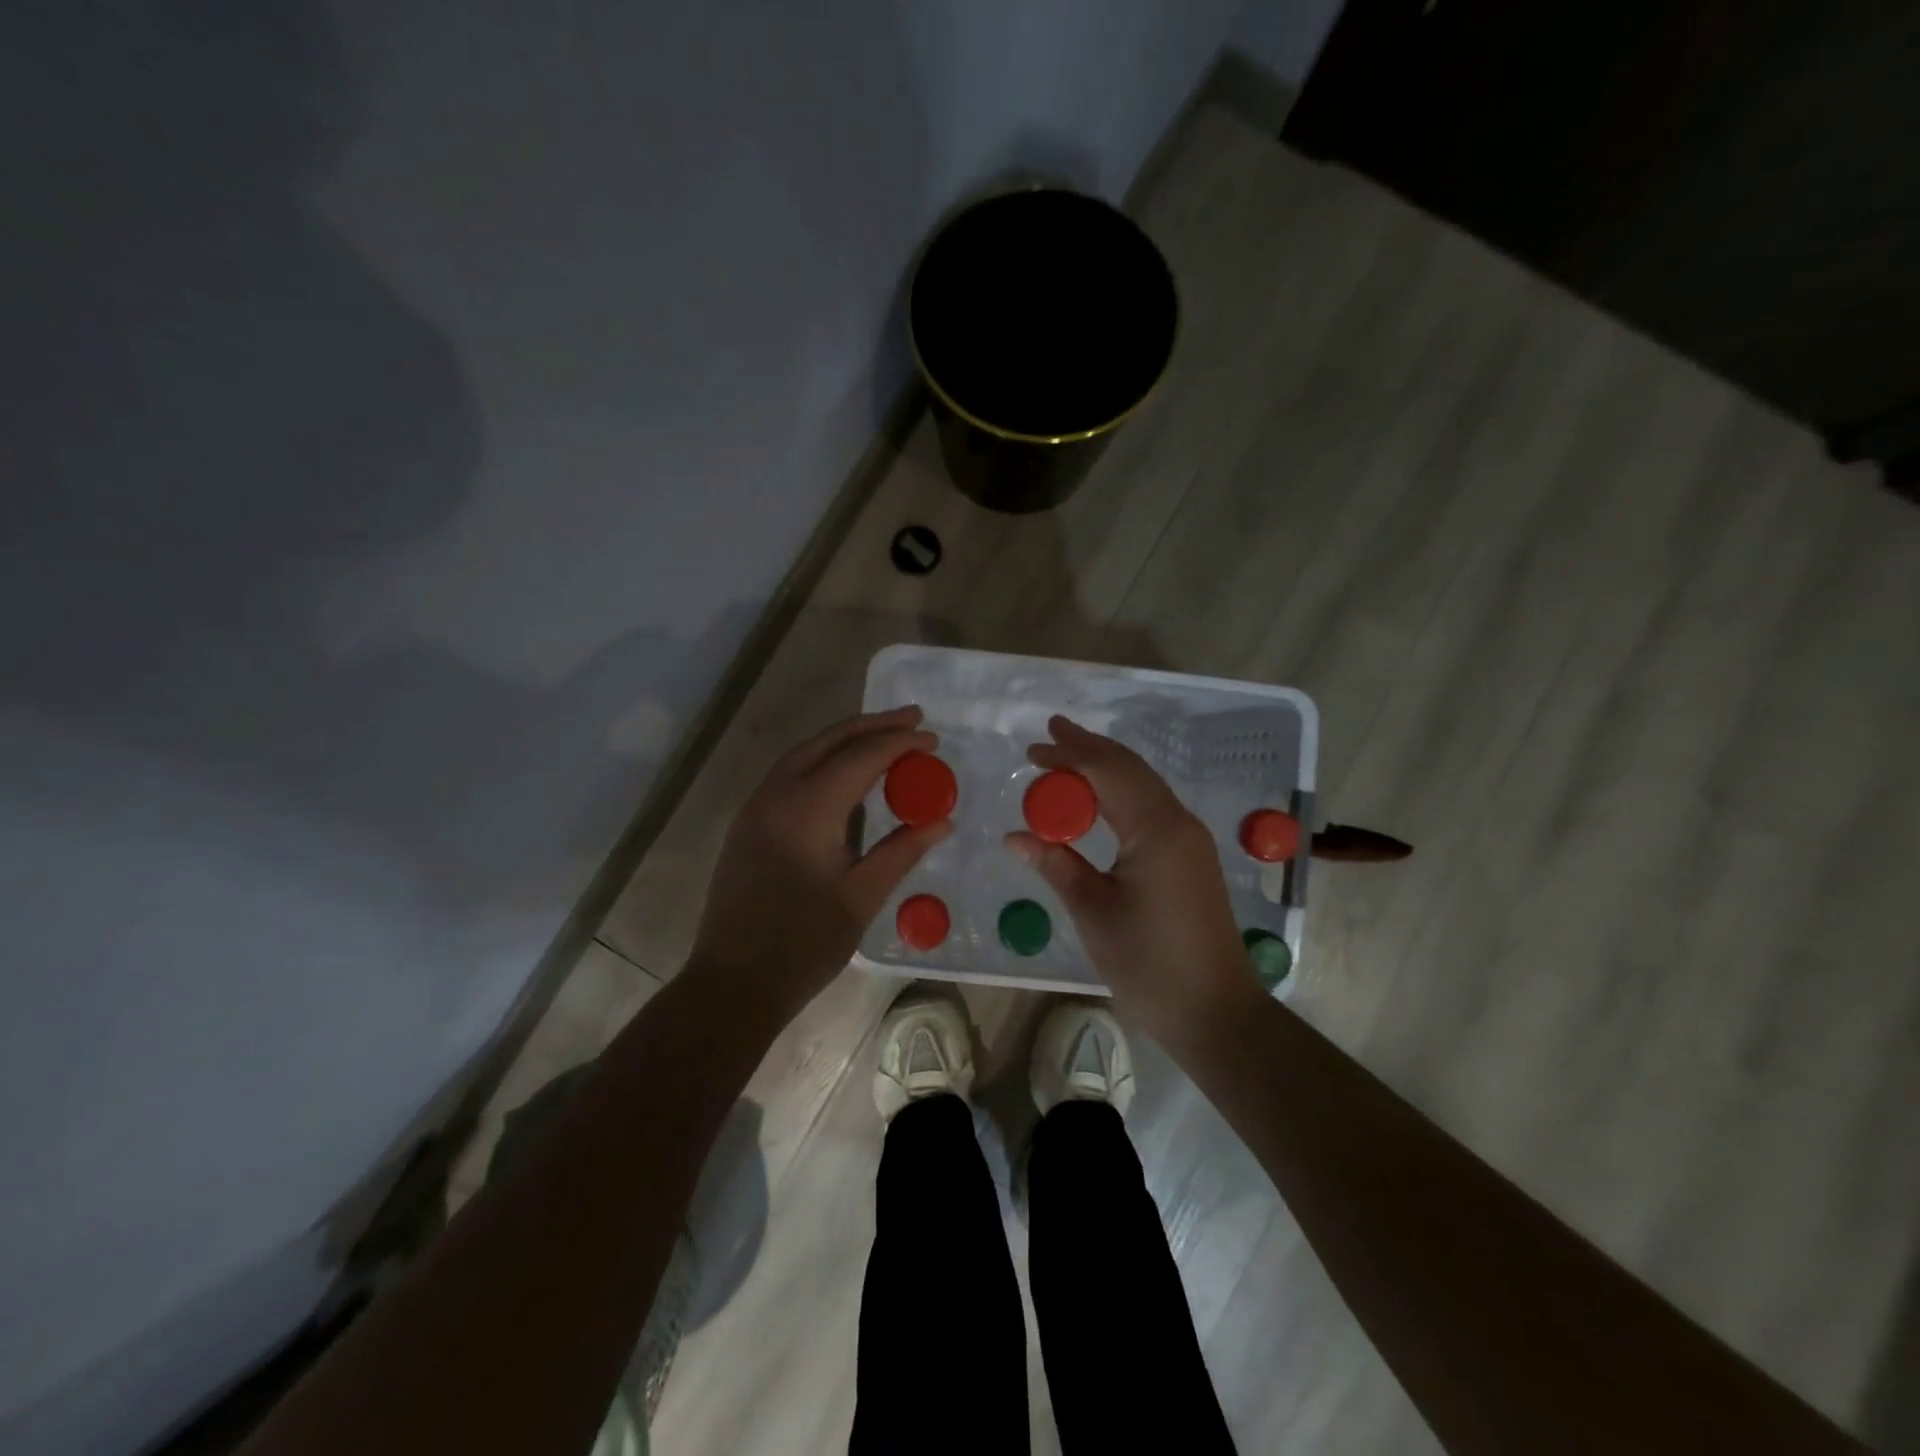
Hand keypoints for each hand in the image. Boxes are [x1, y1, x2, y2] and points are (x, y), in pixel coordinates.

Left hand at [689, 706, 950, 1025]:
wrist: (733, 982)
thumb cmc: (803, 944)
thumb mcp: (862, 898)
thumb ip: (902, 850)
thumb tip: (942, 820)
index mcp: (808, 809)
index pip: (861, 757)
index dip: (900, 743)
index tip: (934, 739)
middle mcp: (777, 794)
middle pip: (829, 740)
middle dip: (873, 725)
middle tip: (913, 718)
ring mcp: (756, 806)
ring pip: (804, 752)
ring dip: (845, 738)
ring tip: (884, 736)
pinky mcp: (748, 823)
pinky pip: (789, 772)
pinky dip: (823, 759)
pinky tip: (844, 773)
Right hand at [1006, 716, 1263, 1050]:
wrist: (1216, 1011)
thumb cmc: (1149, 964)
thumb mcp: (1094, 913)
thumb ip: (1056, 865)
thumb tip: (1014, 835)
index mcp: (1155, 830)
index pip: (1107, 773)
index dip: (1068, 757)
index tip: (1032, 751)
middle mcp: (1178, 822)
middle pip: (1130, 769)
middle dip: (1089, 748)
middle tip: (1051, 731)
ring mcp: (1190, 838)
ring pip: (1145, 784)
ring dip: (1107, 766)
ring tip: (1070, 753)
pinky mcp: (1192, 856)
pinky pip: (1153, 805)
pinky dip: (1122, 789)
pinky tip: (1102, 795)